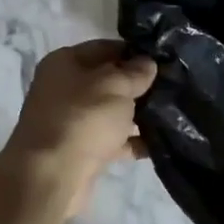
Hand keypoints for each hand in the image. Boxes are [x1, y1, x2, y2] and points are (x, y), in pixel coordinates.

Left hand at [1, 40, 156, 217]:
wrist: (52, 176)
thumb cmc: (83, 118)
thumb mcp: (116, 85)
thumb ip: (136, 72)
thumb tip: (147, 63)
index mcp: (65, 63)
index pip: (105, 47)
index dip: (135, 52)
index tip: (163, 60)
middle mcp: (64, 88)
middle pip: (109, 80)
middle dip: (139, 85)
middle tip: (172, 87)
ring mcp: (71, 121)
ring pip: (112, 111)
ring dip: (138, 114)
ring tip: (171, 115)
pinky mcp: (80, 150)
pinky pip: (112, 140)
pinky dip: (132, 142)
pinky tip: (158, 143)